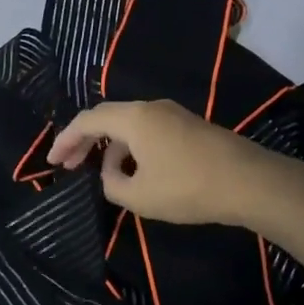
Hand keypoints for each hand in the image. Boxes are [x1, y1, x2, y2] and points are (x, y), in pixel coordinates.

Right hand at [48, 100, 279, 226]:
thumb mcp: (140, 196)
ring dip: (110, 146)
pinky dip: (132, 146)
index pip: (88, 121)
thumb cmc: (188, 188)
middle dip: (84, 140)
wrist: (251, 182)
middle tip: (68, 164)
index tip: (52, 161)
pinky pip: (149, 130)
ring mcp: (174, 114)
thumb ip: (112, 185)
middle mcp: (151, 108)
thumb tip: (110, 175)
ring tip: (104, 174)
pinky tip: (135, 171)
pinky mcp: (190, 126)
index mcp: (134, 118)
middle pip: (107, 117)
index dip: (65, 140)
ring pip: (130, 124)